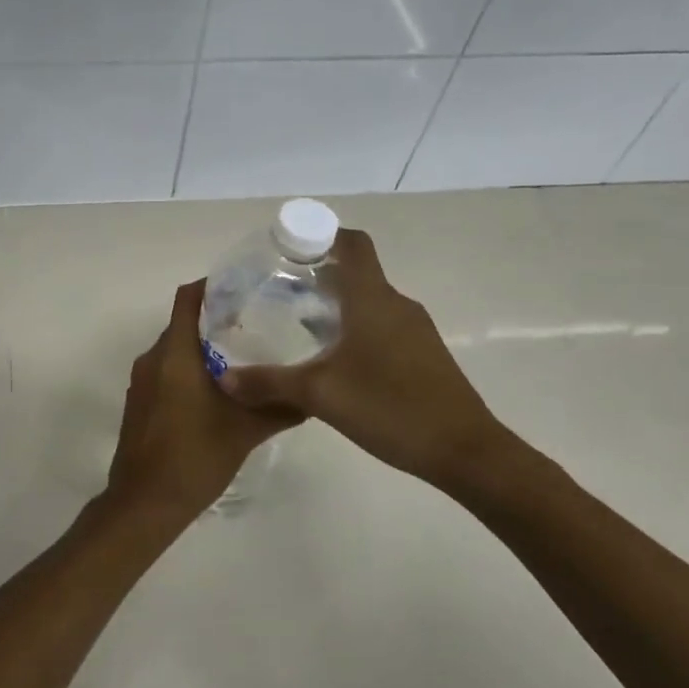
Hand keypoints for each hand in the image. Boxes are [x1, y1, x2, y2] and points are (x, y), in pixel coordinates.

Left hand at [104, 280, 297, 526]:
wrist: (144, 503)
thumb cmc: (194, 457)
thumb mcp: (245, 431)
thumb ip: (280, 408)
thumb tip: (315, 394)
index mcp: (175, 354)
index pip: (188, 299)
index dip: (212, 286)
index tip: (244, 288)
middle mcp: (153, 359)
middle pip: (183, 323)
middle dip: (216, 319)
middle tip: (257, 324)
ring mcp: (142, 382)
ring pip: (175, 349)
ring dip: (204, 347)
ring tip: (244, 357)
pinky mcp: (140, 402)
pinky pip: (166, 371)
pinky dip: (190, 370)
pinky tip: (219, 390)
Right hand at [217, 229, 510, 491]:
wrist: (464, 451)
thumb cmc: (389, 407)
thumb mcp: (319, 395)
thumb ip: (269, 383)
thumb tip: (224, 378)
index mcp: (373, 299)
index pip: (353, 244)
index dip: (322, 235)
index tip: (289, 249)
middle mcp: (396, 305)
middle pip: (357, 273)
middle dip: (319, 276)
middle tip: (278, 292)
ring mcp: (415, 330)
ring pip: (369, 303)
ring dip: (337, 306)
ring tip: (297, 327)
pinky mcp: (423, 355)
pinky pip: (383, 326)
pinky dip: (356, 329)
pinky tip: (333, 361)